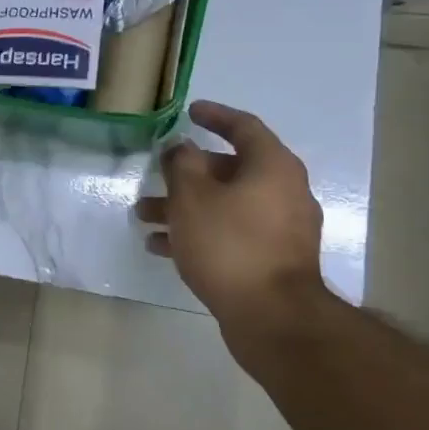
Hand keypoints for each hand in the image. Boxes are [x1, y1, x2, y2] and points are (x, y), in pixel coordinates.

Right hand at [137, 101, 325, 351]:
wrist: (272, 317)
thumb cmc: (230, 243)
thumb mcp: (192, 196)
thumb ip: (181, 164)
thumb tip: (181, 147)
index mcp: (272, 167)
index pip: (244, 127)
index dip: (214, 116)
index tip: (190, 112)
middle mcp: (283, 192)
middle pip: (230, 169)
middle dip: (186, 173)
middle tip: (155, 175)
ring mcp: (280, 229)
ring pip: (225, 204)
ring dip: (185, 206)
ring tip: (145, 216)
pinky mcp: (271, 260)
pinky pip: (230, 233)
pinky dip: (199, 233)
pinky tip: (161, 246)